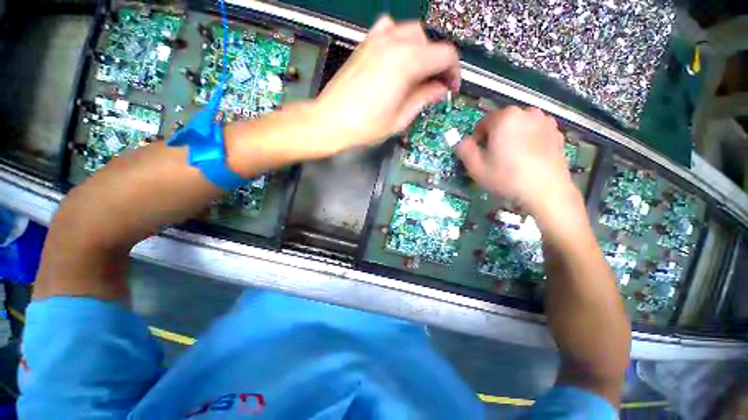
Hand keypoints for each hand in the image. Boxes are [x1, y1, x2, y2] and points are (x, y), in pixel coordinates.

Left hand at [312, 15, 460, 152]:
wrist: (331, 120)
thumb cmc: (366, 126)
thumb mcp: (400, 118)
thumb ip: (423, 98)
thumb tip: (440, 89)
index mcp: (407, 62)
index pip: (445, 55)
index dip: (454, 72)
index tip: (450, 89)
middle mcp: (395, 43)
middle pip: (430, 43)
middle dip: (437, 64)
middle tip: (433, 86)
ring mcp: (378, 39)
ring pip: (412, 33)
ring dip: (421, 52)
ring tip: (416, 75)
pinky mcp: (365, 43)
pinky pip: (389, 29)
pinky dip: (399, 40)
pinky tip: (396, 58)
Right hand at [456, 106, 580, 217]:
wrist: (546, 191)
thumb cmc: (506, 177)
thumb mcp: (475, 166)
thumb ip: (464, 149)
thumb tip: (462, 142)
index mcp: (504, 117)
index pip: (483, 123)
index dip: (477, 140)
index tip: (479, 155)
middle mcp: (526, 112)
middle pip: (502, 123)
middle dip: (495, 137)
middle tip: (494, 157)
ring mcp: (545, 122)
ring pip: (519, 127)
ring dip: (512, 137)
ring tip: (512, 158)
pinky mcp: (557, 133)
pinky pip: (535, 133)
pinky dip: (528, 141)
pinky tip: (528, 159)